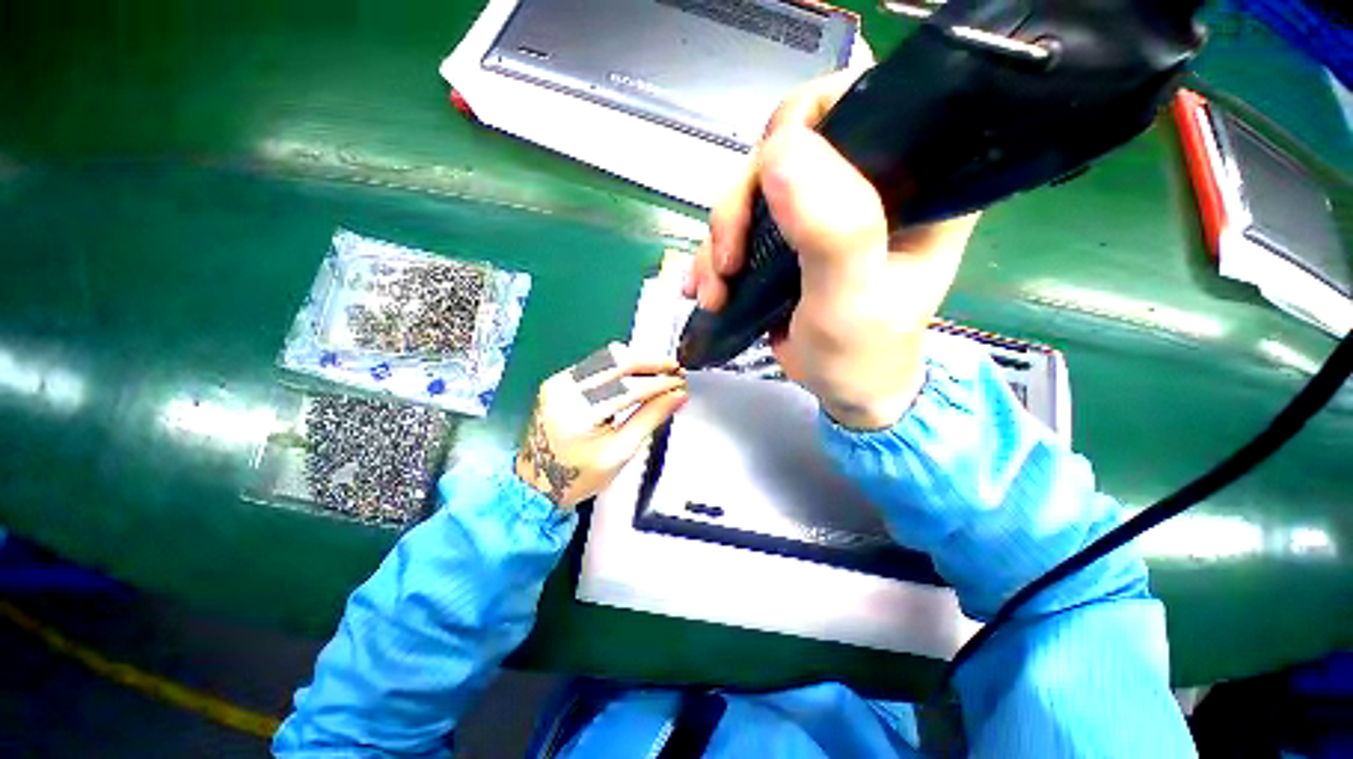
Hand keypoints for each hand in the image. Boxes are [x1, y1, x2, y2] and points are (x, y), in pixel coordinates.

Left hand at [516, 343, 687, 508]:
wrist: (536, 485)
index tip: (680, 383)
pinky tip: (636, 376)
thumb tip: (677, 396)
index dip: (659, 383)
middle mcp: (565, 389)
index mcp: (579, 413)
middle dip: (650, 362)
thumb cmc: (579, 477)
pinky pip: (595, 364)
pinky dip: (620, 367)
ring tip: (661, 371)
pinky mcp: (558, 381)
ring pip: (606, 357)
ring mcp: (558, 382)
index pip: (629, 387)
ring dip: (637, 361)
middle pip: (616, 360)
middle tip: (674, 369)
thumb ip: (650, 418)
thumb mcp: (620, 453)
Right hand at [685, 71, 978, 429]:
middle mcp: (868, 182)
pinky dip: (713, 255)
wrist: (843, 389)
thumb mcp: (852, 301)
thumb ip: (833, 231)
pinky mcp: (788, 236)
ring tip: (714, 290)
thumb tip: (783, 150)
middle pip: (787, 147)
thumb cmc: (863, 353)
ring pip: (751, 190)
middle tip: (726, 261)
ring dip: (719, 239)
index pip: (862, 103)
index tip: (767, 180)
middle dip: (741, 203)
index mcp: (915, 180)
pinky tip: (706, 289)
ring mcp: (820, 209)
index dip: (805, 121)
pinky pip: (738, 225)